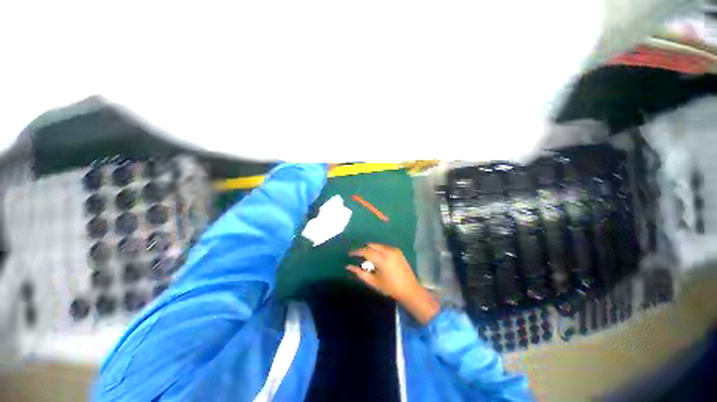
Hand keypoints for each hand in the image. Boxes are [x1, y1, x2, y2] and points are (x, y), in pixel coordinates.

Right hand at [347, 243, 439, 323]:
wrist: (409, 289)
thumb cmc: (390, 287)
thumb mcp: (373, 282)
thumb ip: (360, 273)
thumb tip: (348, 266)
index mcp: (381, 259)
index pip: (365, 251)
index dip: (356, 252)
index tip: (349, 254)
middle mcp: (388, 251)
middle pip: (371, 245)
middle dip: (364, 249)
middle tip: (358, 256)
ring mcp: (394, 250)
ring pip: (378, 245)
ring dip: (371, 249)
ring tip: (367, 258)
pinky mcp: (398, 251)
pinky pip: (384, 247)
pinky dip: (378, 250)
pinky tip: (378, 258)